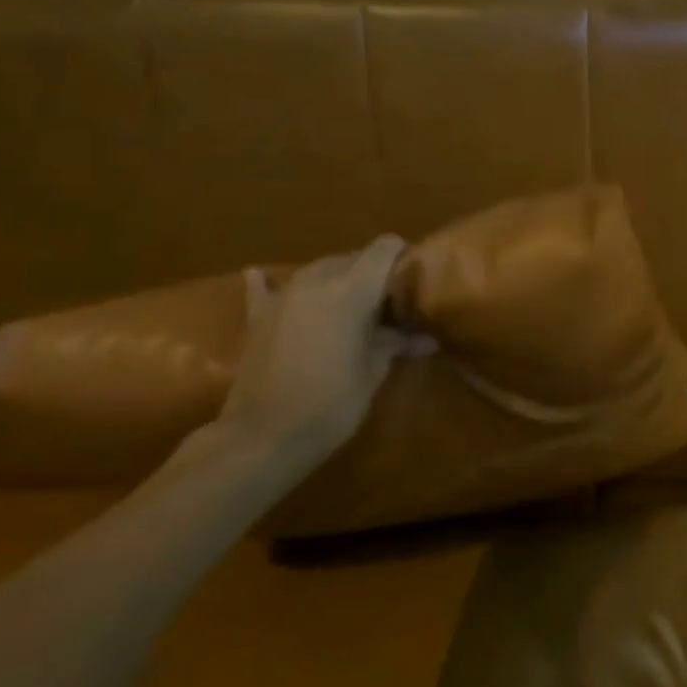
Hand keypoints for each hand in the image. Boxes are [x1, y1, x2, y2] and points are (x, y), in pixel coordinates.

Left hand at [219, 235, 407, 463]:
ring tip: (349, 308)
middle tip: (388, 304)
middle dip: (372, 273)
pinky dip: (271, 284)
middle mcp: (317, 279)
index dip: (403, 256)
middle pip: (353, 257)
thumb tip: (428, 337)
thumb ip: (397, 343)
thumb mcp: (374, 372)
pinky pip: (266, 288)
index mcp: (353, 288)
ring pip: (319, 269)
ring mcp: (283, 295)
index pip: (385, 247)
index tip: (415, 280)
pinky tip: (262, 277)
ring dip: (337, 281)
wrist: (260, 439)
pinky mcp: (258, 316)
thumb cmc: (330, 403)